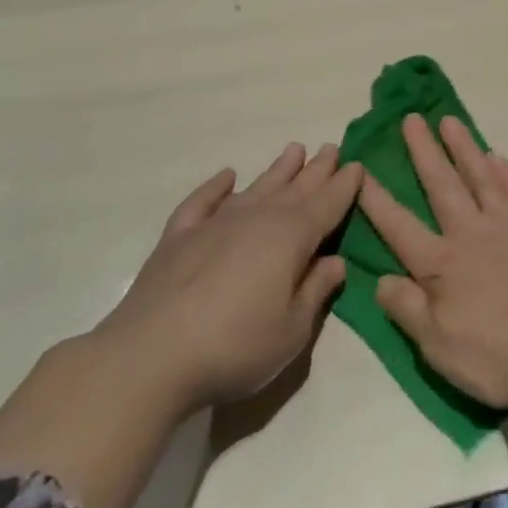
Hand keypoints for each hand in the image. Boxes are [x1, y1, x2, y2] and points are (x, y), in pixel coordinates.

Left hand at [91, 143, 360, 410]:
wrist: (149, 358)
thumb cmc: (235, 347)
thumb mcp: (292, 330)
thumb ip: (316, 290)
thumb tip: (335, 261)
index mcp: (291, 237)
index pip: (328, 204)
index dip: (345, 186)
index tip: (358, 165)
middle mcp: (256, 219)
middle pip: (295, 189)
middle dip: (317, 169)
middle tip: (331, 148)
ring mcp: (214, 225)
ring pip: (256, 188)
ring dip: (278, 170)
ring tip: (294, 150)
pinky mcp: (178, 239)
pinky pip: (202, 202)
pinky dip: (215, 187)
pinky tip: (226, 176)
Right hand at [357, 115, 507, 409]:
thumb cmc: (498, 357)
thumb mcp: (438, 347)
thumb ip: (406, 309)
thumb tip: (380, 279)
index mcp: (442, 265)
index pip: (399, 226)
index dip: (376, 198)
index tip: (361, 167)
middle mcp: (473, 235)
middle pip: (443, 186)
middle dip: (424, 152)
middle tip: (412, 119)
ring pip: (482, 178)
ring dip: (464, 149)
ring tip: (450, 122)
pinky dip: (507, 172)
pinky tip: (498, 157)